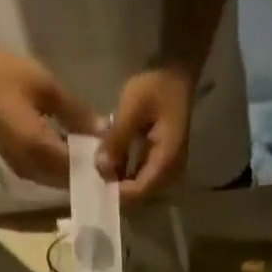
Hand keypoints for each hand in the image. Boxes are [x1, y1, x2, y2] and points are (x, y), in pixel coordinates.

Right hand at [0, 46, 99, 186]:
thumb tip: (103, 131)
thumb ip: (76, 112)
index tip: (115, 159)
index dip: (95, 166)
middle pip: (67, 181)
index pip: (75, 168)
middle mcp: (31, 170)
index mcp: (38, 150)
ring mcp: (23, 172)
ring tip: (93, 157)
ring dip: (75, 173)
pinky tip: (72, 154)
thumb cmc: (4, 74)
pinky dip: (61, 169)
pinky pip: (46, 176)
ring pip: (57, 182)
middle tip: (108, 161)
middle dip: (87, 173)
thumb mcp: (45, 86)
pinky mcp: (18, 167)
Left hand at [99, 65, 197, 203]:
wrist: (176, 76)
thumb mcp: (132, 106)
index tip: (95, 179)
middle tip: (94, 173)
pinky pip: (141, 179)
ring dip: (119, 180)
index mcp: (165, 163)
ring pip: (138, 189)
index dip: (116, 191)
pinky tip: (112, 160)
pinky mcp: (162, 168)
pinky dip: (125, 172)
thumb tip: (100, 168)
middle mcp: (169, 176)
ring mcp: (167, 174)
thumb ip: (116, 139)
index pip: (138, 192)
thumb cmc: (156, 87)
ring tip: (100, 165)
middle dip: (116, 187)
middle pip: (138, 195)